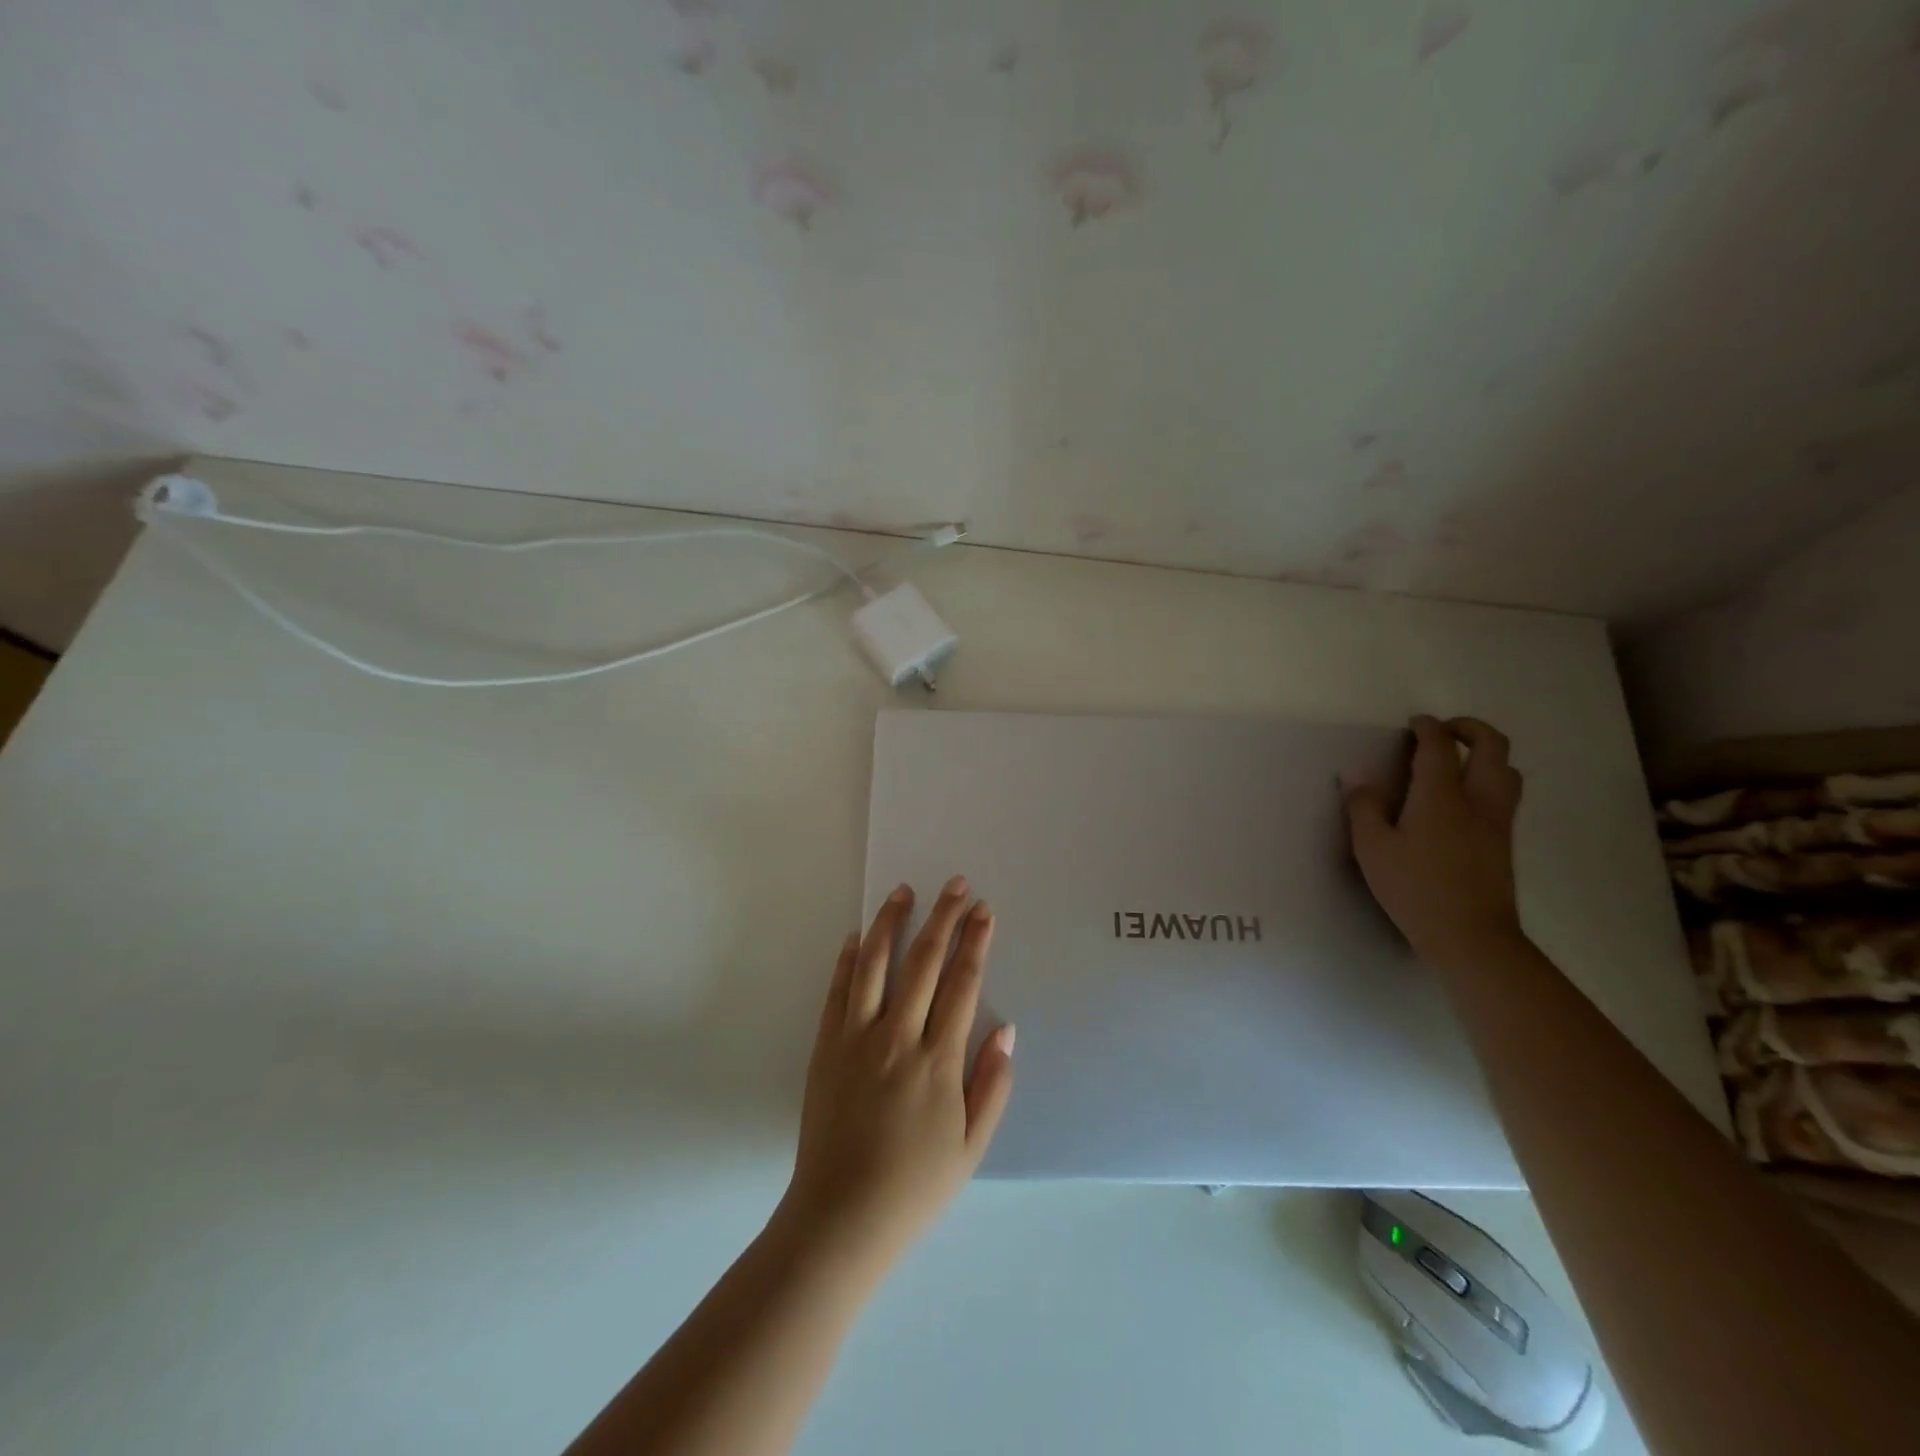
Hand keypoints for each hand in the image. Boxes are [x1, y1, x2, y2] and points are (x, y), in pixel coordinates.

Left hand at [775, 877, 1015, 1274]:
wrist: (840, 1217)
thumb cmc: (914, 1186)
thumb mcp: (971, 1147)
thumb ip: (992, 1085)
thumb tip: (1007, 1029)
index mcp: (937, 1060)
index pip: (962, 983)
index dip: (975, 942)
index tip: (983, 910)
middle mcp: (897, 1037)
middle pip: (924, 961)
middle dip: (943, 917)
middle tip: (955, 884)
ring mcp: (856, 1037)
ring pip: (875, 963)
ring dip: (891, 922)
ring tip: (903, 890)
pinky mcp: (826, 1046)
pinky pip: (839, 990)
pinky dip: (849, 958)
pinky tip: (858, 935)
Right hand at [1343, 716, 1526, 972]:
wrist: (1471, 937)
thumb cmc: (1415, 889)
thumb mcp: (1372, 849)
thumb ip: (1363, 807)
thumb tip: (1356, 776)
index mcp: (1441, 796)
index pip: (1439, 747)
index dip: (1427, 728)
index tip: (1414, 723)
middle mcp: (1478, 800)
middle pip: (1492, 746)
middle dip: (1469, 728)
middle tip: (1443, 731)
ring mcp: (1497, 821)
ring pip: (1507, 770)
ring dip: (1486, 754)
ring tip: (1458, 760)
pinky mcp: (1504, 842)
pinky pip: (1505, 794)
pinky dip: (1490, 779)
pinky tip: (1464, 798)